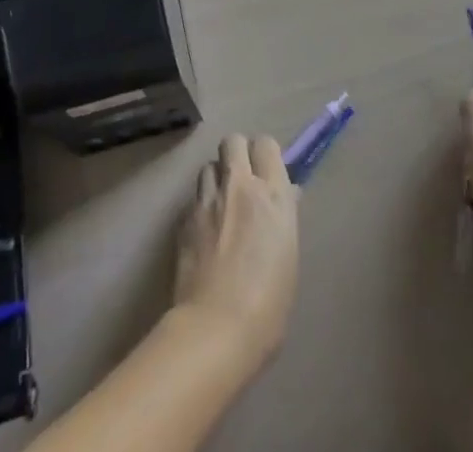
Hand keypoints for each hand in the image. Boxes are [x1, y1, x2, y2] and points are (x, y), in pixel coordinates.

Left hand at [172, 133, 299, 371]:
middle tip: (242, 181)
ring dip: (216, 179)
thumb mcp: (289, 256)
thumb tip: (286, 195)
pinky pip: (193, 199)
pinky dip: (200, 208)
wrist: (216, 330)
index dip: (265, 155)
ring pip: (208, 166)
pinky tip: (204, 233)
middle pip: (233, 141)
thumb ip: (284, 216)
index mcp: (272, 194)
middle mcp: (239, 186)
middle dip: (237, 154)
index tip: (266, 173)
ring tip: (220, 206)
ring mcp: (208, 200)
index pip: (266, 144)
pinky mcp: (184, 219)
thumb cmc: (268, 304)